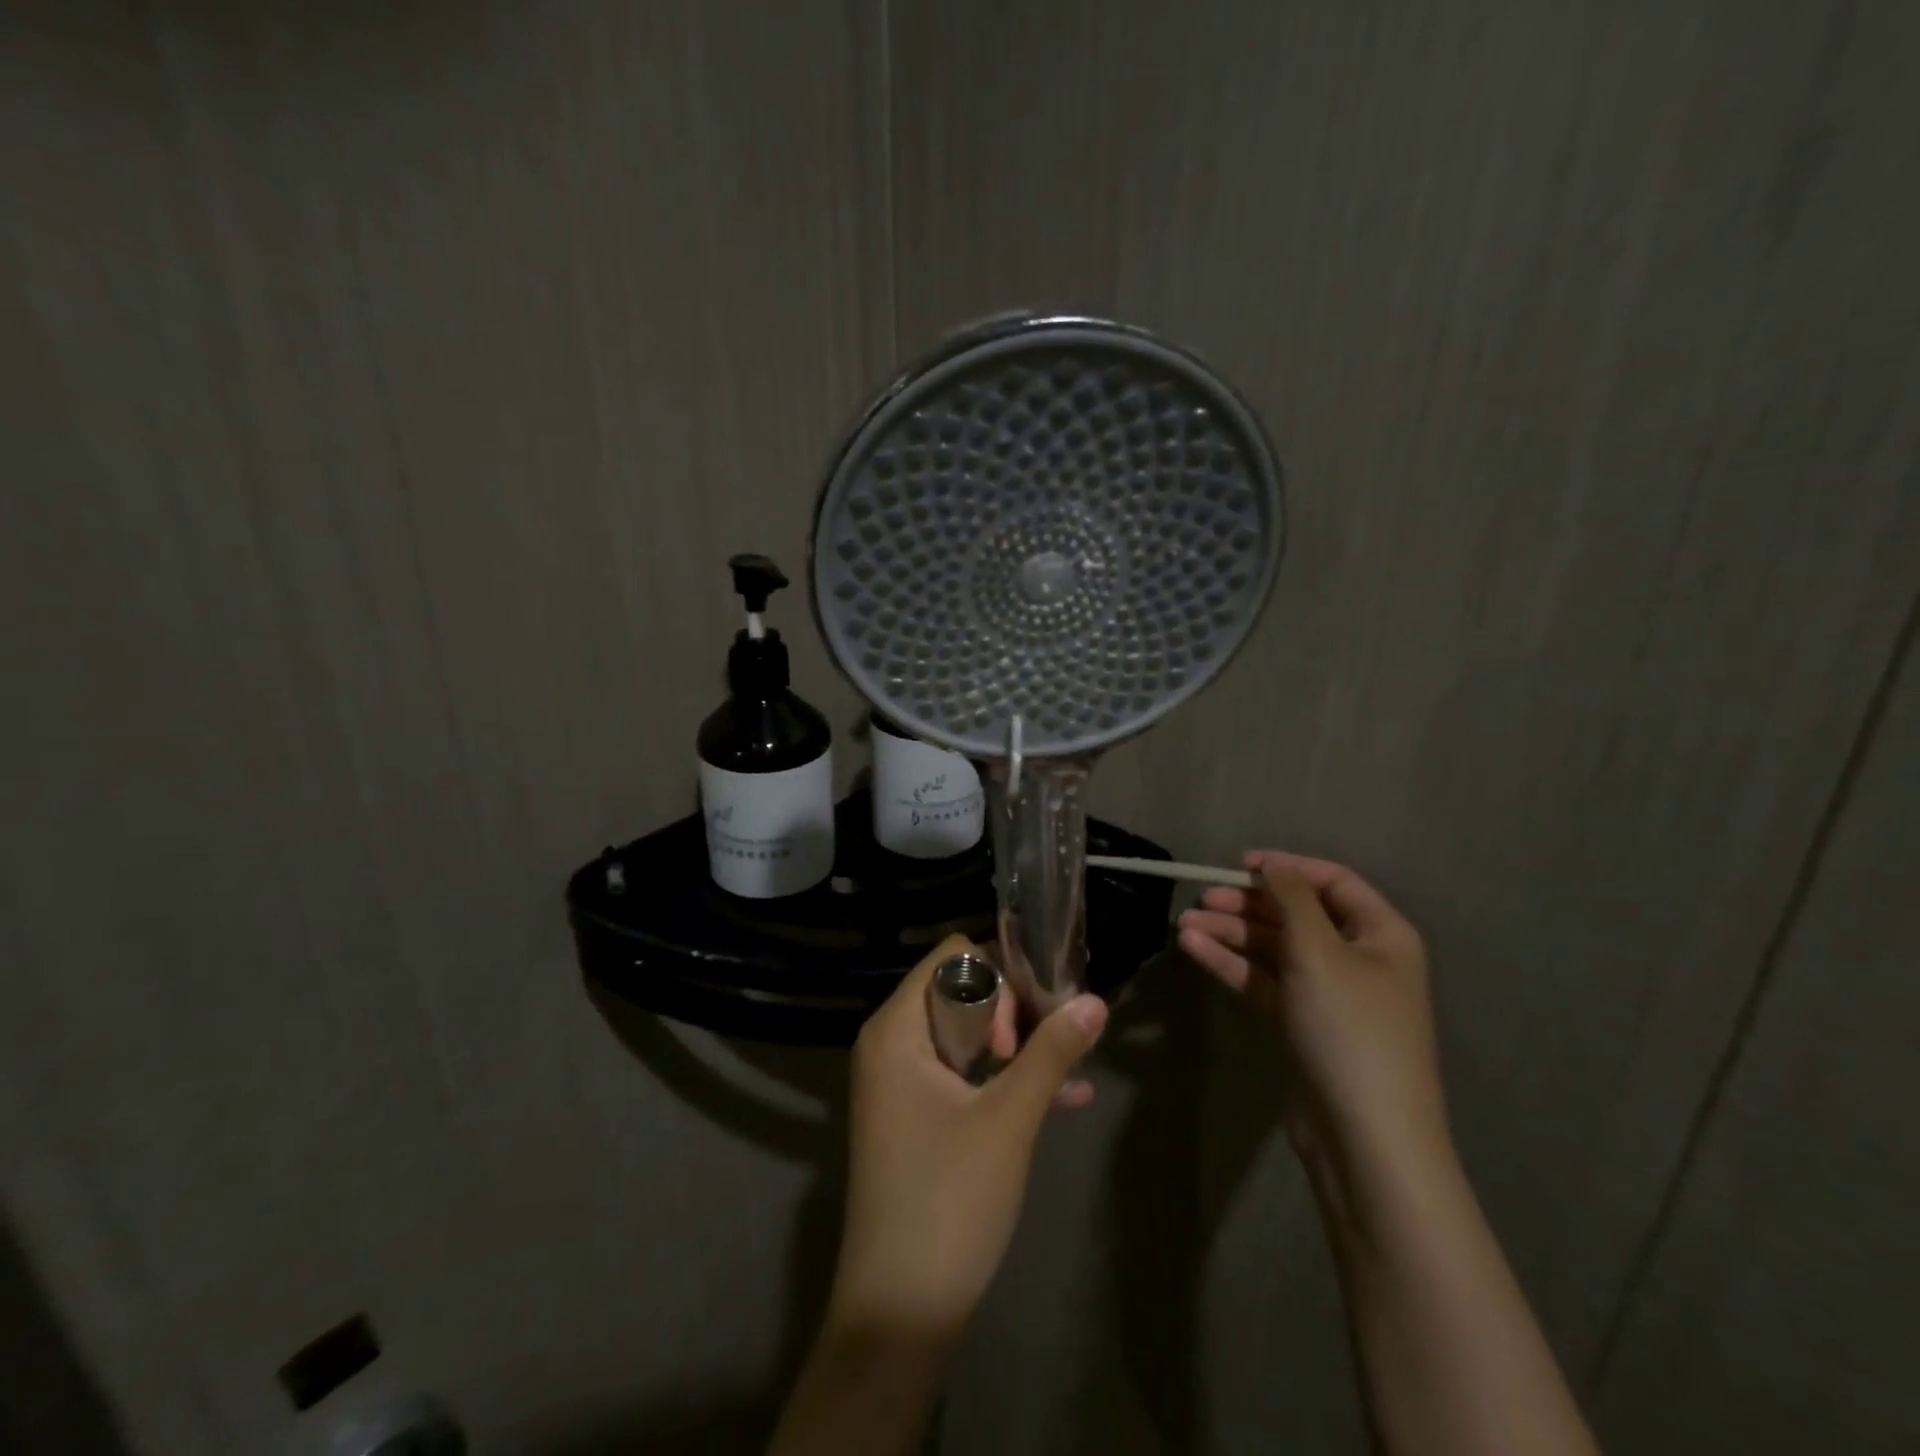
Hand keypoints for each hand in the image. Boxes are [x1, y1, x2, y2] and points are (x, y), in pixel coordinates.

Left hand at [826, 933, 1108, 1342]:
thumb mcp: (1009, 1120)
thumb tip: (1096, 999)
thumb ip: (1052, 1053)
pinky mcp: (917, 1118)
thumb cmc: (949, 1201)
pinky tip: (1068, 1098)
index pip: (952, 958)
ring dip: (1019, 1047)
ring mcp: (902, 1084)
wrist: (899, 1315)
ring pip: (969, 1036)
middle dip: (1014, 1012)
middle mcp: (892, 1045)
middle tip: (1047, 1050)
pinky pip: (965, 1077)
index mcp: (896, 1030)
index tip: (1036, 1015)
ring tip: (1069, 1067)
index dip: (1000, 974)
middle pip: (961, 991)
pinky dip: (1006, 1082)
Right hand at [1177, 851, 1449, 1176]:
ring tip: (1183, 925)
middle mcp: (1356, 957)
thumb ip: (1291, 899)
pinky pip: (1263, 979)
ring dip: (1230, 933)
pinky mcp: (1301, 1022)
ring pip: (1273, 948)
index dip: (1286, 867)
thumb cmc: (1350, 1030)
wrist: (1365, 1137)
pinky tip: (1194, 949)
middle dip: (1247, 904)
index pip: (1331, 881)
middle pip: (1295, 914)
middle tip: (1201, 898)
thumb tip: (1272, 864)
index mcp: (1380, 933)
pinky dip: (1231, 963)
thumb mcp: (1319, 952)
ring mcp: (1327, 992)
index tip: (1238, 864)